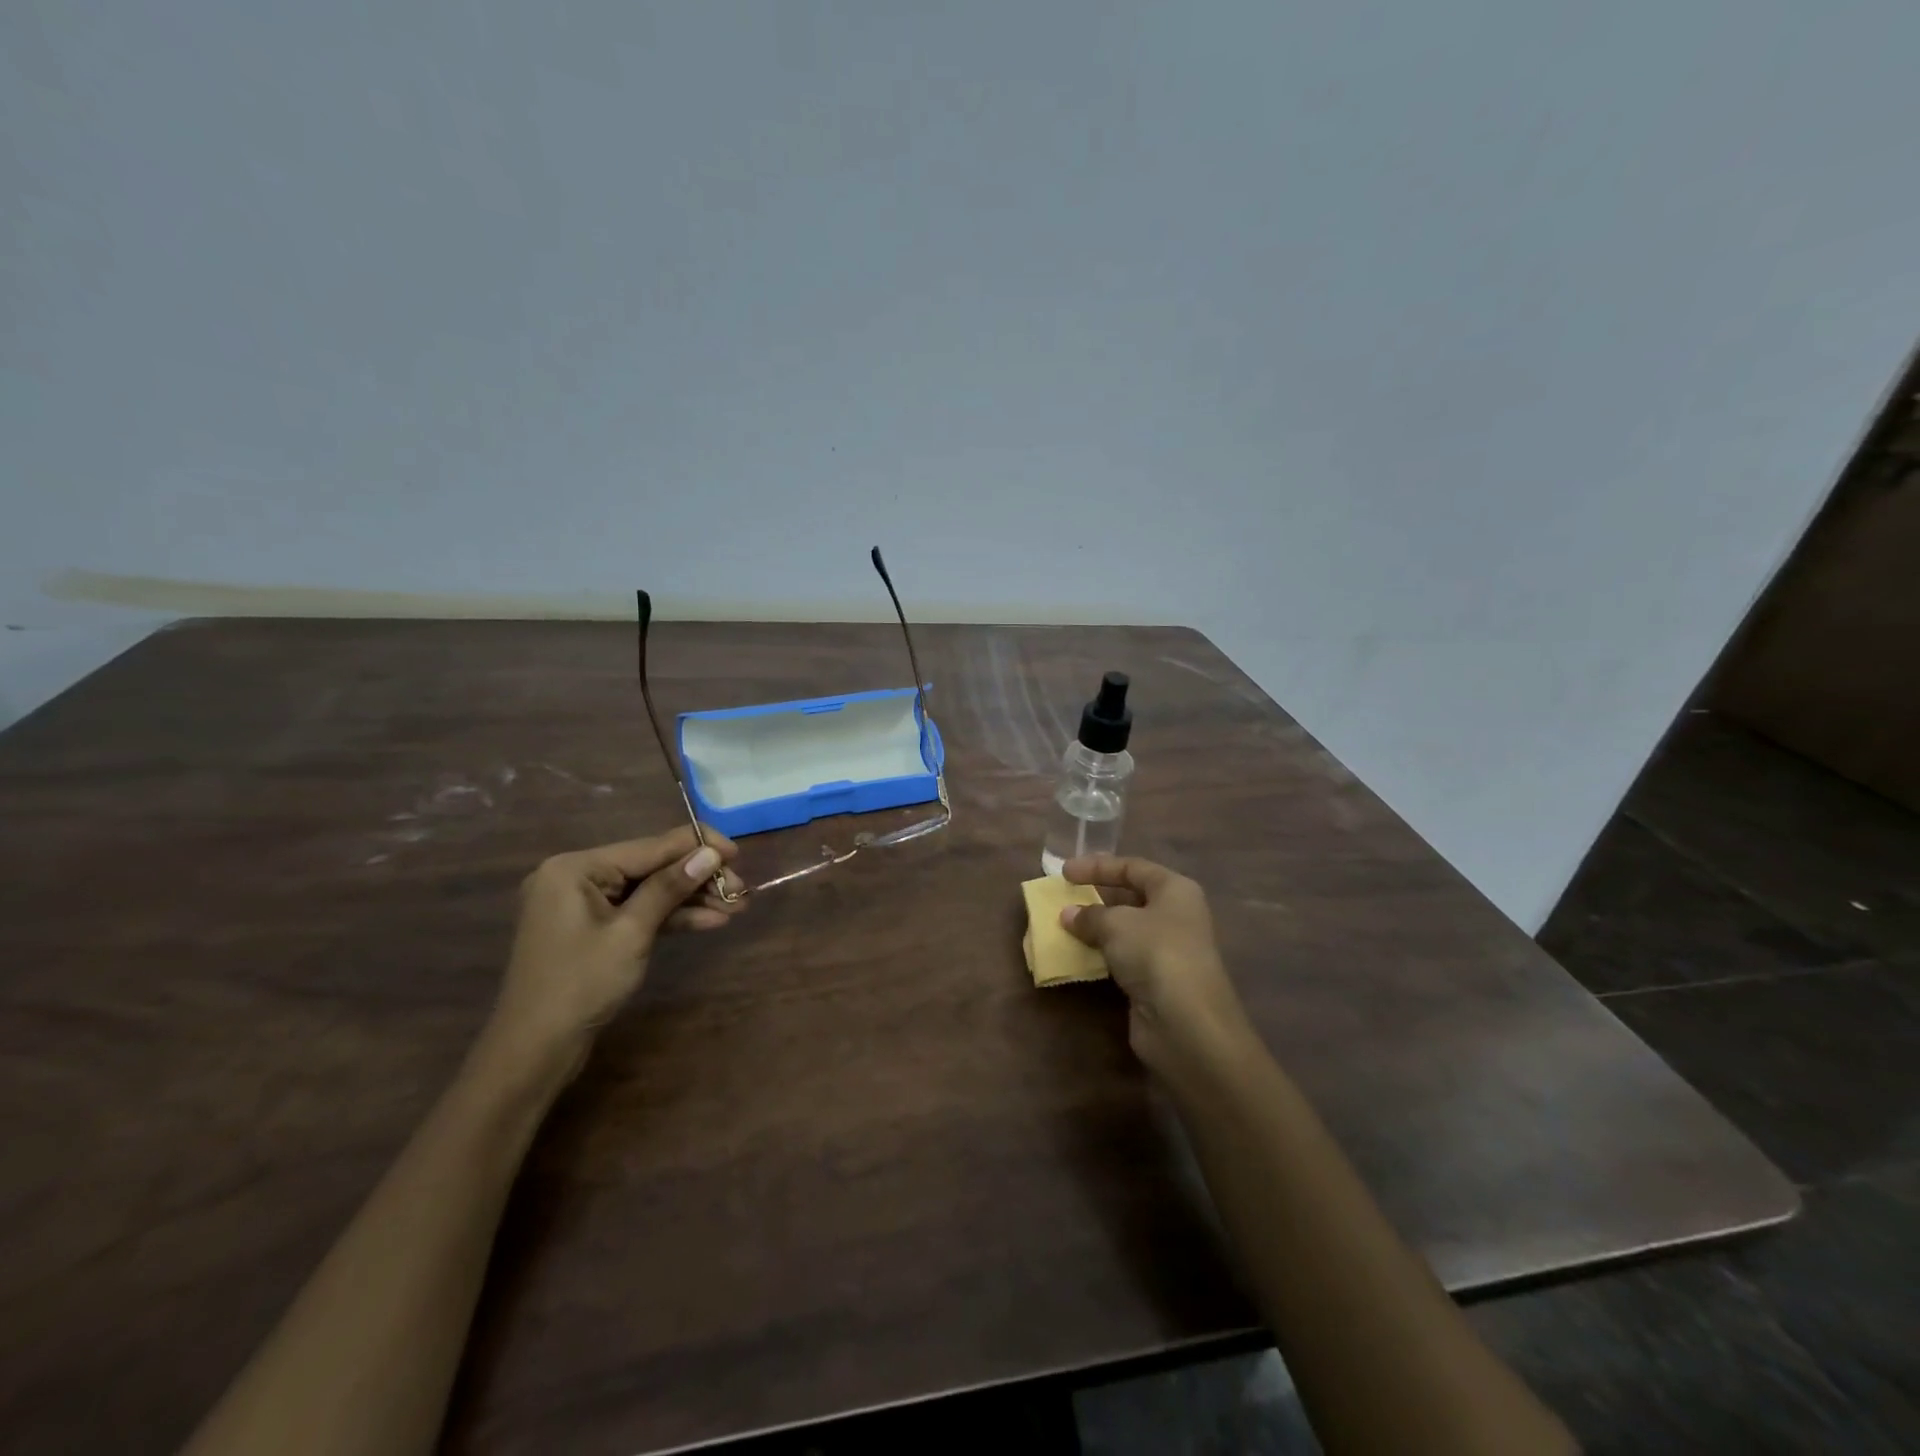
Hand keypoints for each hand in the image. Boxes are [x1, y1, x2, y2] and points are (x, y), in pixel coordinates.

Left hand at [489, 826, 746, 1071]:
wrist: (534, 1051)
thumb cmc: (581, 985)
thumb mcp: (632, 933)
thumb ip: (670, 887)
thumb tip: (711, 854)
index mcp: (576, 867)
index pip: (650, 846)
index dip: (698, 847)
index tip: (739, 853)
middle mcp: (577, 876)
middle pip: (651, 867)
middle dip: (697, 878)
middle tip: (741, 891)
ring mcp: (583, 904)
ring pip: (649, 890)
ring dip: (691, 899)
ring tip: (735, 907)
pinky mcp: (593, 928)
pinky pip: (638, 911)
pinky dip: (670, 917)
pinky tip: (710, 921)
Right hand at [1060, 854, 1253, 1075]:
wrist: (1186, 1023)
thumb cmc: (1155, 953)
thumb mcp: (1116, 924)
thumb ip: (1089, 915)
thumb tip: (1068, 914)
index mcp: (1175, 890)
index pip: (1133, 867)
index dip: (1098, 866)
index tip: (1064, 872)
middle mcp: (1176, 915)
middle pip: (1132, 896)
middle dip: (1097, 896)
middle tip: (1064, 897)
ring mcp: (1168, 949)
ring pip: (1126, 929)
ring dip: (1096, 927)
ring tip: (1064, 925)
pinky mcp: (1157, 980)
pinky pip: (1124, 957)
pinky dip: (1102, 953)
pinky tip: (1079, 954)